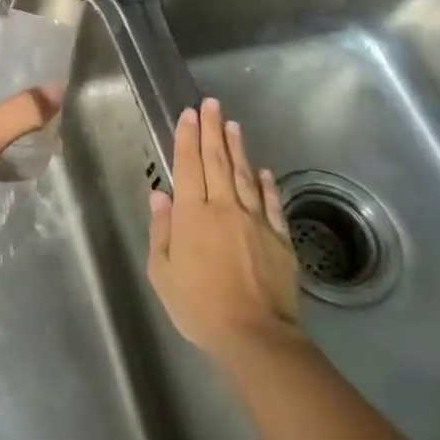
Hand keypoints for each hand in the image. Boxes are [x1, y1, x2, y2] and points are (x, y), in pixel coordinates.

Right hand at [147, 97, 301, 357]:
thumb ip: (161, 229)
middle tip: (211, 103)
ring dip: (238, 148)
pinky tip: (265, 171)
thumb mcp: (162, 271)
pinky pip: (272, 203)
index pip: (188, 165)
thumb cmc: (198, 305)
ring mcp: (256, 221)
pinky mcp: (280, 238)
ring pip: (246, 175)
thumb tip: (160, 194)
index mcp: (192, 214)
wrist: (255, 336)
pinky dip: (268, 184)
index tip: (188, 113)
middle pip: (218, 160)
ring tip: (233, 125)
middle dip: (212, 130)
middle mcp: (224, 207)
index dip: (187, 137)